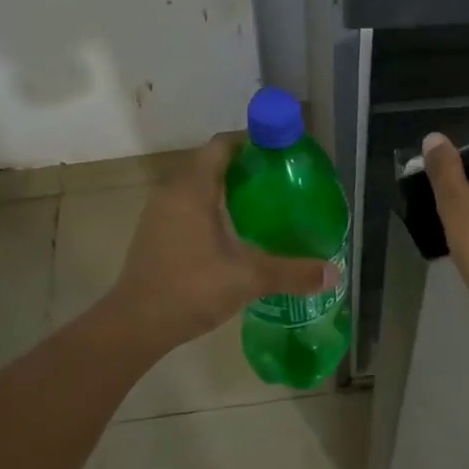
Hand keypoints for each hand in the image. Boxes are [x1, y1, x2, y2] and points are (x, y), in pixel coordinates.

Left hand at [102, 133, 337, 353]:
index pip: (222, 146)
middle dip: (244, 168)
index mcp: (193, 189)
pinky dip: (209, 210)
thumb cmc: (191, 288)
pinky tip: (232, 235)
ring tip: (261, 207)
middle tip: (278, 182)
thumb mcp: (249, 278)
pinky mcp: (153, 235)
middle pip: (210, 164)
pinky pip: (186, 208)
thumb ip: (292, 273)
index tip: (279, 154)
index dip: (251, 143)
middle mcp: (172, 192)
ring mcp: (158, 214)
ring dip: (225, 191)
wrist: (134, 325)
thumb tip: (334, 273)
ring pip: (196, 187)